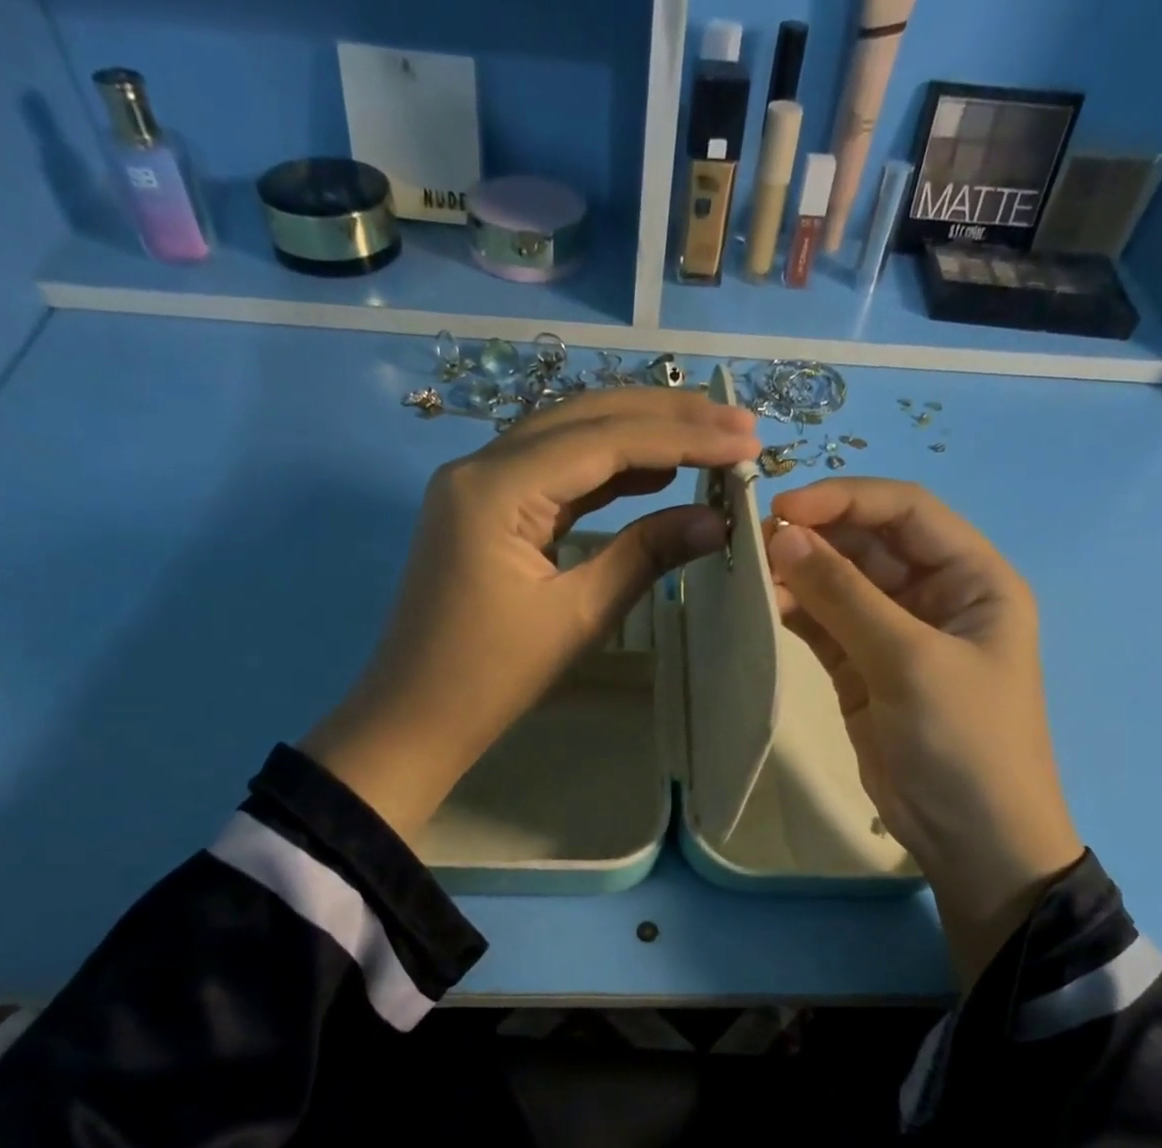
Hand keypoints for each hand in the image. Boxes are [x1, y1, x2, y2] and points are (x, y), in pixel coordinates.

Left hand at [306, 388, 759, 840]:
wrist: (416, 716)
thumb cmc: (492, 677)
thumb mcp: (578, 616)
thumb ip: (646, 555)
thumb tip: (719, 520)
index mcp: (496, 488)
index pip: (604, 440)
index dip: (681, 438)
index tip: (745, 441)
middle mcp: (481, 466)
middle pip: (585, 416)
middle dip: (665, 416)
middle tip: (736, 422)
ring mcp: (478, 484)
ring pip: (569, 437)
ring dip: (638, 434)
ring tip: (707, 437)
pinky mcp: (485, 509)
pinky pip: (553, 472)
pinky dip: (606, 468)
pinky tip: (652, 472)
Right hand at [765, 479, 1082, 983]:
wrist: (971, 838)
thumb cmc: (964, 742)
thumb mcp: (910, 662)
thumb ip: (845, 597)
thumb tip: (783, 537)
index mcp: (973, 578)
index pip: (907, 512)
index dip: (847, 499)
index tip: (784, 508)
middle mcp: (935, 595)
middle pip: (869, 544)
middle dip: (815, 536)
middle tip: (752, 540)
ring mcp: (895, 634)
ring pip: (840, 583)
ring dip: (799, 573)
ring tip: (749, 570)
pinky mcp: (862, 669)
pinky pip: (825, 625)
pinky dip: (796, 611)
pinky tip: (763, 603)